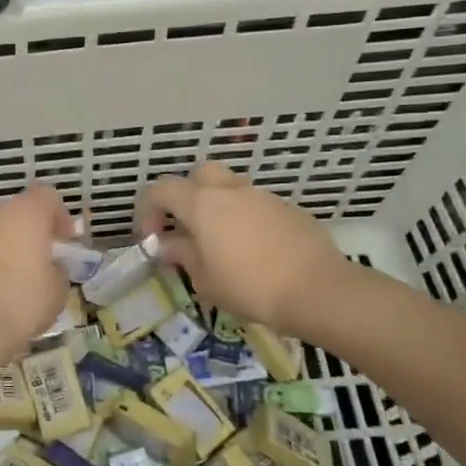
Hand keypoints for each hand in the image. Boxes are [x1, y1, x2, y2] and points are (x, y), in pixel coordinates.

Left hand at [0, 184, 72, 362]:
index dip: (59, 216)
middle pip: (12, 216)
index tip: (64, 241)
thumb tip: (49, 268)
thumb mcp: (56, 293)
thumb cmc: (19, 305)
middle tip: (33, 267)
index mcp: (24, 216)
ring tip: (1, 287)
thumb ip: (56, 271)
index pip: (46, 197)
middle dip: (24, 237)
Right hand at [136, 162, 351, 339]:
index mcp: (202, 204)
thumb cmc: (250, 287)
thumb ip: (183, 256)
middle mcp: (230, 190)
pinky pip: (255, 206)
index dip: (147, 210)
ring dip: (217, 208)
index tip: (150, 238)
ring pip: (230, 189)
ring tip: (220, 244)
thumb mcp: (205, 280)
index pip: (160, 190)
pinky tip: (253, 251)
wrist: (318, 290)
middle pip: (199, 175)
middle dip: (186, 196)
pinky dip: (245, 220)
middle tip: (185, 228)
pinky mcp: (288, 209)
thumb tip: (169, 245)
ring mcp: (262, 196)